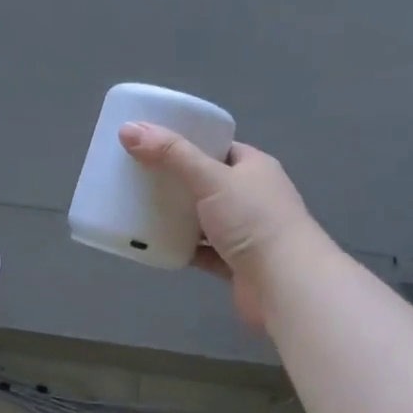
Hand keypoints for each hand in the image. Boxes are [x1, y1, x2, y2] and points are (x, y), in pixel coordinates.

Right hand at [118, 121, 317, 329]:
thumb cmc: (252, 220)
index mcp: (255, 168)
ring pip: (204, 220)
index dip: (189, 143)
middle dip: (177, 182)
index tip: (154, 145)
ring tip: (140, 209)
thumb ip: (171, 154)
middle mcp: (253, 197)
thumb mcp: (210, 178)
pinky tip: (155, 245)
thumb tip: (128, 129)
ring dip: (178, 217)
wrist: (284, 283)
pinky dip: (182, 248)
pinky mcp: (236, 264)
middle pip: (208, 184)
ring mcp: (246, 232)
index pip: (219, 148)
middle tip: (139, 178)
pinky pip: (202, 251)